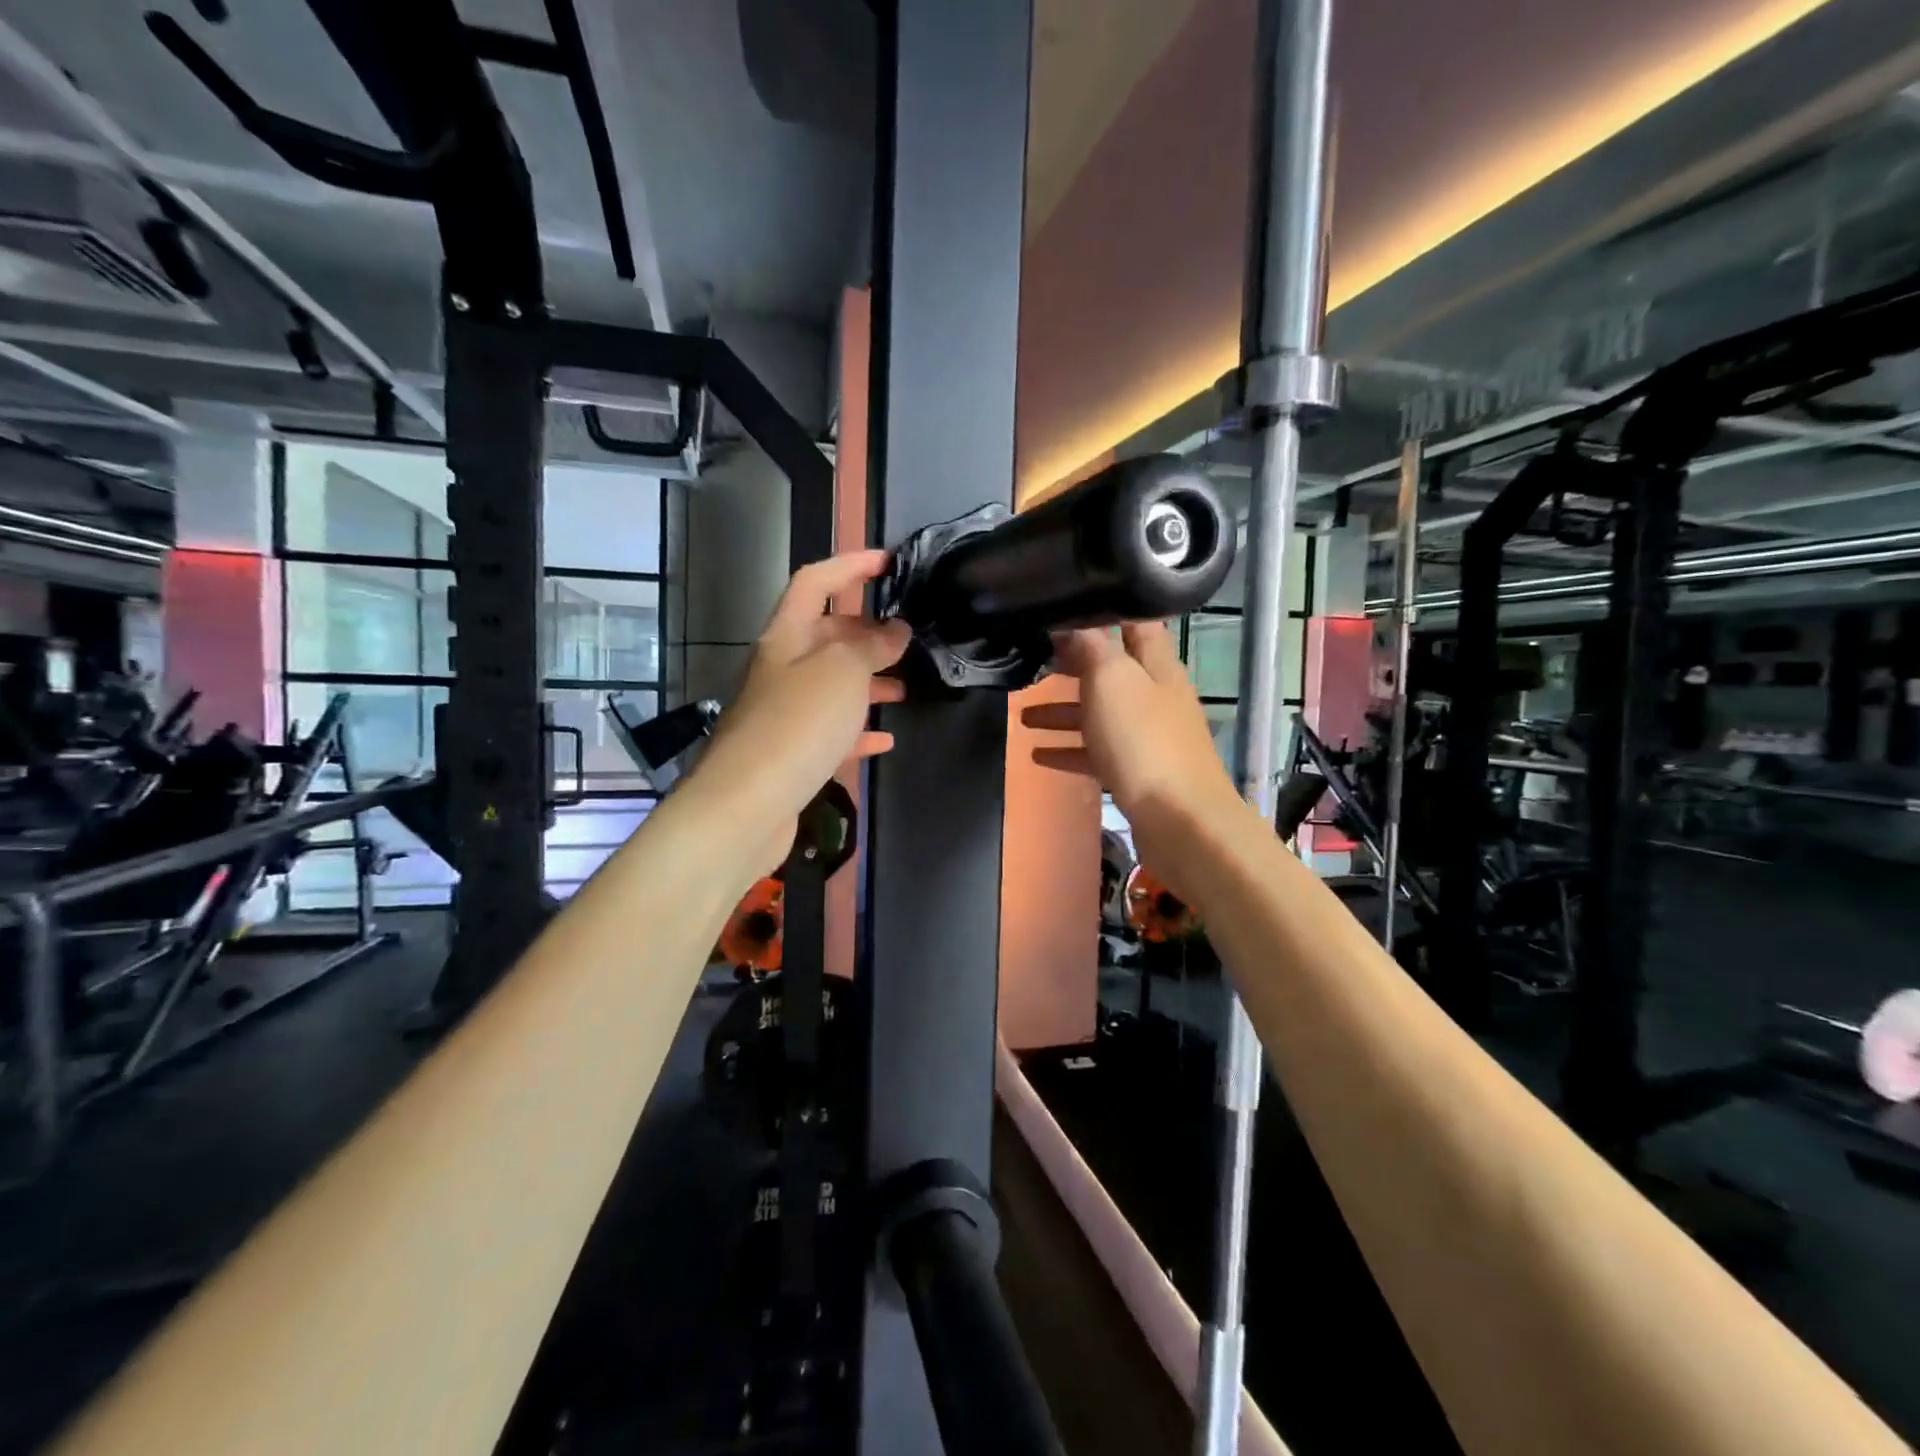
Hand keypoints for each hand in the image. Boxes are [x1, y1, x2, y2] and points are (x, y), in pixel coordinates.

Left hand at [686, 550, 909, 873]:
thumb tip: (895, 631)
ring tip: (905, 688)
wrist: (747, 805)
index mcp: (787, 636)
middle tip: (906, 638)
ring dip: (868, 682)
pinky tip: (885, 740)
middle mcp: (782, 669)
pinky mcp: (791, 753)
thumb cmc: (798, 724)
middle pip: (825, 635)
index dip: (850, 565)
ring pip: (832, 685)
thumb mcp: (843, 673)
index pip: (815, 582)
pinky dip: (858, 731)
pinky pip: (831, 732)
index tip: (889, 562)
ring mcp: (785, 712)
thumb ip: (871, 646)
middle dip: (866, 632)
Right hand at [1022, 622, 1240, 884]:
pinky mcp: (1138, 773)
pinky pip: (1097, 753)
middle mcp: (1155, 695)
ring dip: (1062, 712)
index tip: (1063, 608)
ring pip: (1099, 714)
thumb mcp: (1112, 680)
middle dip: (1072, 667)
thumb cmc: (1143, 740)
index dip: (1102, 612)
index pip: (1133, 623)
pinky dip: (1069, 750)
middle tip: (1033, 662)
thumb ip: (1091, 647)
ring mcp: (1148, 736)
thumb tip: (1073, 622)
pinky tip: (1038, 755)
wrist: (1180, 821)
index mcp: (1156, 665)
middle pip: (1110, 671)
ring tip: (1021, 716)